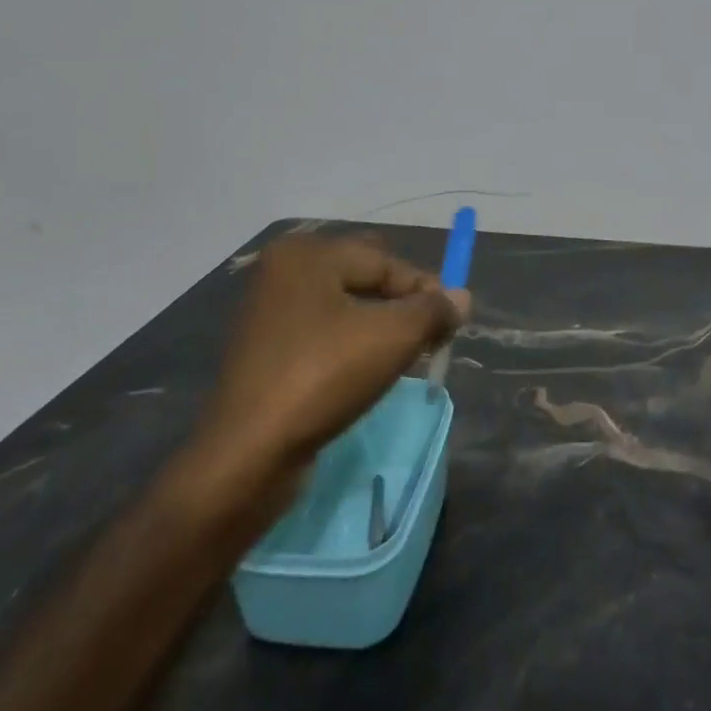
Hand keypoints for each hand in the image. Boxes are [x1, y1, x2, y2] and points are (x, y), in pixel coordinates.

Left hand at [180, 237, 467, 516]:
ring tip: (404, 358)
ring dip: (379, 326)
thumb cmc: (323, 378)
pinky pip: (323, 332)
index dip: (425, 290)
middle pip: (364, 277)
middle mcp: (283, 272)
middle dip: (401, 303)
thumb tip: (461, 298)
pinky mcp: (265, 349)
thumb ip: (433, 310)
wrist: (248, 455)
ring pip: (345, 306)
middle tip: (427, 337)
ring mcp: (269, 311)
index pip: (385, 261)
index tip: (451, 324)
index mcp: (307, 255)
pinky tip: (367, 372)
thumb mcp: (393, 338)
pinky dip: (351, 344)